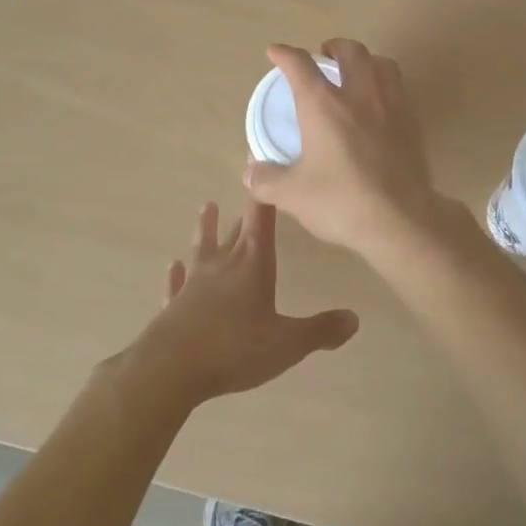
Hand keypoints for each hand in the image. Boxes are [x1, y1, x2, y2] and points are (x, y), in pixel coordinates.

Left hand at [128, 199, 358, 408]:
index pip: (261, 217)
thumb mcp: (287, 343)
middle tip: (246, 185)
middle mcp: (223, 264)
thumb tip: (354, 318)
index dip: (264, 191)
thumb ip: (320, 329)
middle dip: (244, 210)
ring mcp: (195, 283)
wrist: (172, 368)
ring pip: (203, 247)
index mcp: (253, 263)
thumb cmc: (235, 348)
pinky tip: (171, 266)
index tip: (258, 157)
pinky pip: (176, 285)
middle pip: (236, 230)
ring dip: (206, 228)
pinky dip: (175, 275)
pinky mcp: (174, 306)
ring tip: (206, 206)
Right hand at [243, 39, 452, 257]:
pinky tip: (379, 103)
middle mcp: (358, 94)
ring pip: (381, 63)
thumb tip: (250, 172)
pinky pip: (399, 87)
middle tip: (324, 55)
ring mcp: (390, 104)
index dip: (284, 54)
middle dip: (333, 46)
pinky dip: (385, 83)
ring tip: (357, 71)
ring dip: (365, 59)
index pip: (299, 65)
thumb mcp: (293, 195)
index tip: (275, 52)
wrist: (401, 219)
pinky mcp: (412, 121)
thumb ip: (267, 180)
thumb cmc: (342, 202)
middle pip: (349, 51)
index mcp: (323, 105)